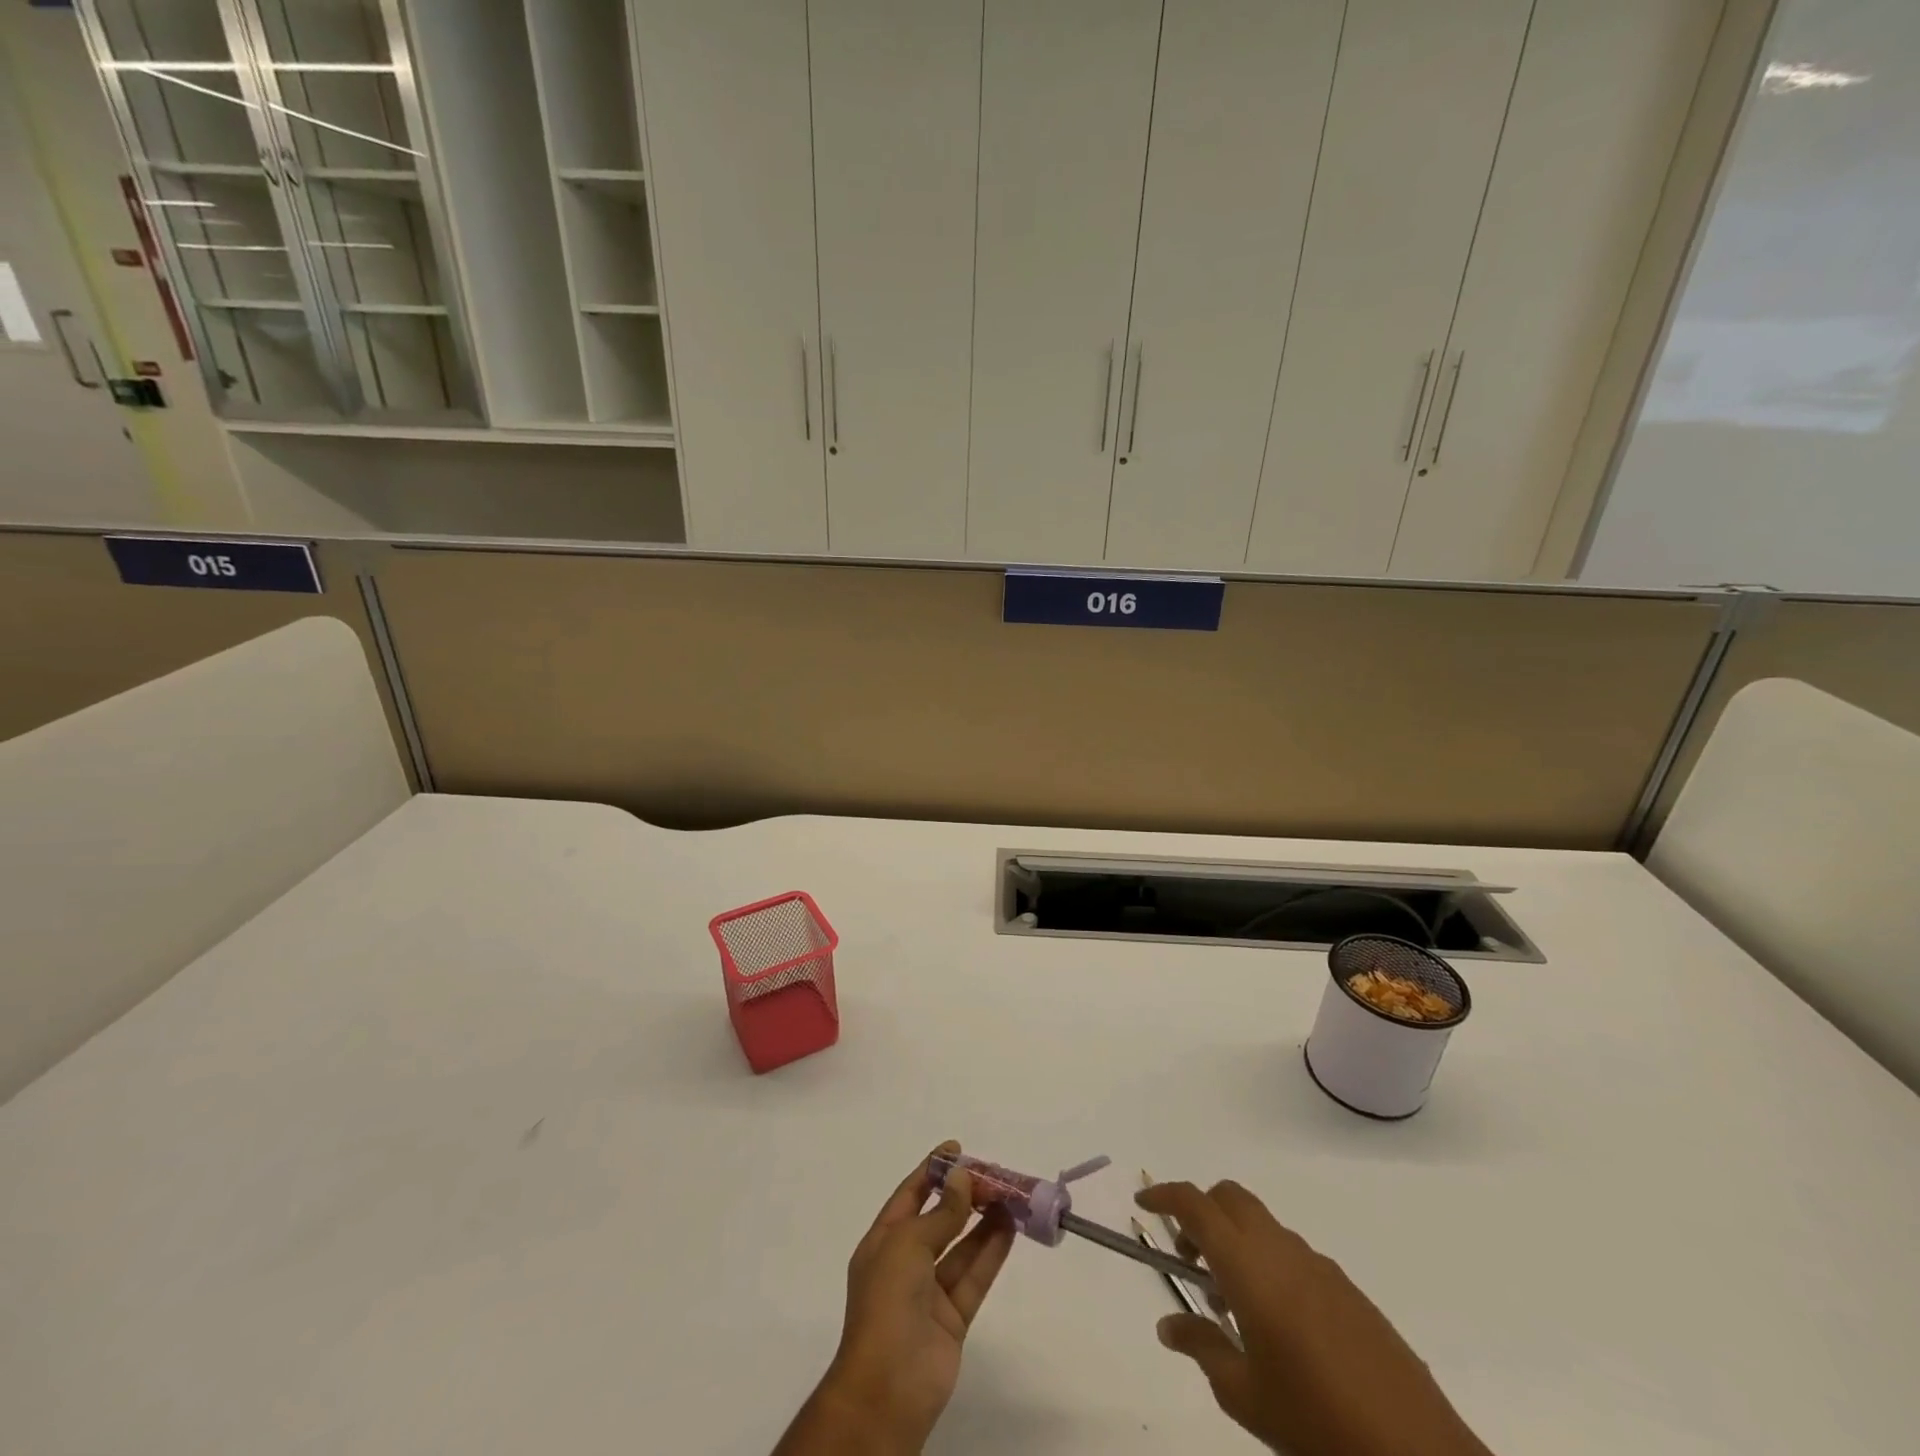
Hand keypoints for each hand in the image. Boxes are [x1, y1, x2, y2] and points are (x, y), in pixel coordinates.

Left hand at [775, 1142, 1015, 1455]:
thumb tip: (962, 1178)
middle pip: (940, 1218)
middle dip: (965, 1195)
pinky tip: (1011, 1227)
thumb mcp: (908, 1245)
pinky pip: (975, 1275)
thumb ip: (941, 1213)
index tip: (958, 1149)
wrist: (888, 1389)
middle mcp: (906, 1262)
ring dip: (984, 1220)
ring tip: (1011, 1195)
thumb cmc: (887, 1303)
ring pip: (962, 1246)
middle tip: (995, 1175)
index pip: (910, 1194)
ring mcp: (930, 1292)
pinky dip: (992, 1250)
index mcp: (883, 1241)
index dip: (933, 1170)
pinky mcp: (953, 1317)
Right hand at [1137, 1180, 1492, 1455]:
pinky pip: (1293, 1253)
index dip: (1165, 1196)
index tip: (1143, 1205)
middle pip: (1230, 1198)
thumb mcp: (1244, 1395)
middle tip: (1188, 1258)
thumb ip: (1202, 1348)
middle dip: (1201, 1212)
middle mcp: (1282, 1250)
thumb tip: (1169, 1325)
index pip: (1196, 1205)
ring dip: (1236, 1240)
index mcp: (1250, 1267)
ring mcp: (1320, 1266)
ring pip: (1262, 1225)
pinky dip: (1268, 1263)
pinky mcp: (1348, 1290)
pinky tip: (1277, 1325)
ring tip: (1230, 1305)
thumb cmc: (1316, 1424)